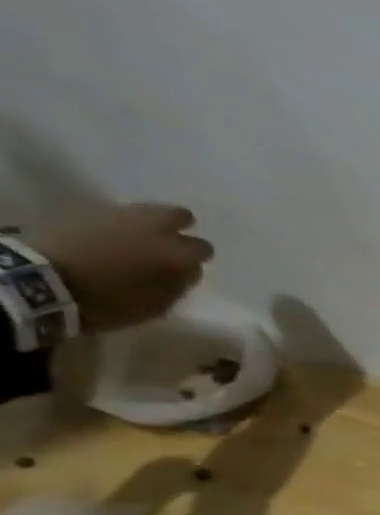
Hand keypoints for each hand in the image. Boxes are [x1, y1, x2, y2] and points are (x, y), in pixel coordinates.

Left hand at [32, 203, 211, 332]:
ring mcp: (118, 215)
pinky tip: (111, 238)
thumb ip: (179, 283)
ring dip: (147, 224)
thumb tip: (188, 270)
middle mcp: (154, 228)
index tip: (185, 269)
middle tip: (168, 244)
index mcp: (176, 252)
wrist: (41, 279)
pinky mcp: (86, 212)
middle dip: (178, 227)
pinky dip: (119, 225)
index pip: (203, 249)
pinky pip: (115, 215)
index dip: (196, 259)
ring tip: (137, 240)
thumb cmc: (109, 299)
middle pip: (179, 215)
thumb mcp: (157, 303)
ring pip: (145, 211)